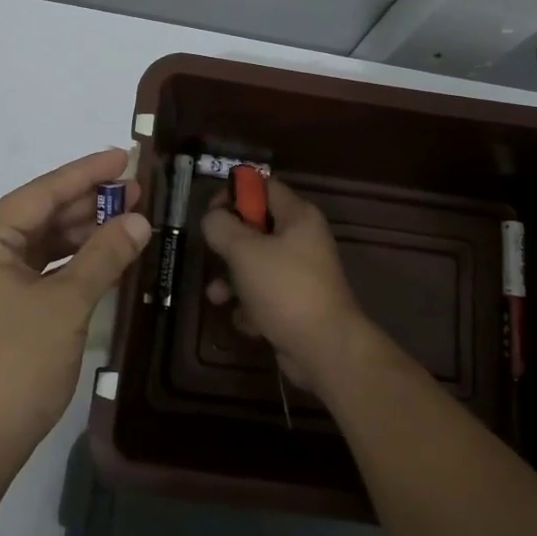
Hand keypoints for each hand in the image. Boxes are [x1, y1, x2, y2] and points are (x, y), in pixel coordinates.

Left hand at [0, 148, 150, 475]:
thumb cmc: (16, 364)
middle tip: (138, 191)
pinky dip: (73, 263)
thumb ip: (104, 256)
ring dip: (84, 233)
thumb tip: (139, 220)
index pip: (42, 192)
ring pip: (44, 243)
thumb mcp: (66, 304)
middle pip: (42, 214)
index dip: (87, 173)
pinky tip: (107, 257)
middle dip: (90, 203)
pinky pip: (41, 270)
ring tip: (130, 219)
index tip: (125, 156)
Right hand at [199, 178, 369, 393]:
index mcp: (298, 217)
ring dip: (232, 279)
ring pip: (256, 265)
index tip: (212, 212)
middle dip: (229, 243)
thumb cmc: (284, 289)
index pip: (264, 187)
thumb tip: (213, 218)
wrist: (325, 349)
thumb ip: (222, 227)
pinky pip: (264, 295)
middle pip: (257, 227)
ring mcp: (301, 274)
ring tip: (216, 296)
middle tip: (212, 253)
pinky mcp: (296, 304)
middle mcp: (303, 240)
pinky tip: (244, 320)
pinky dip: (250, 306)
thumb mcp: (244, 251)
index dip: (236, 192)